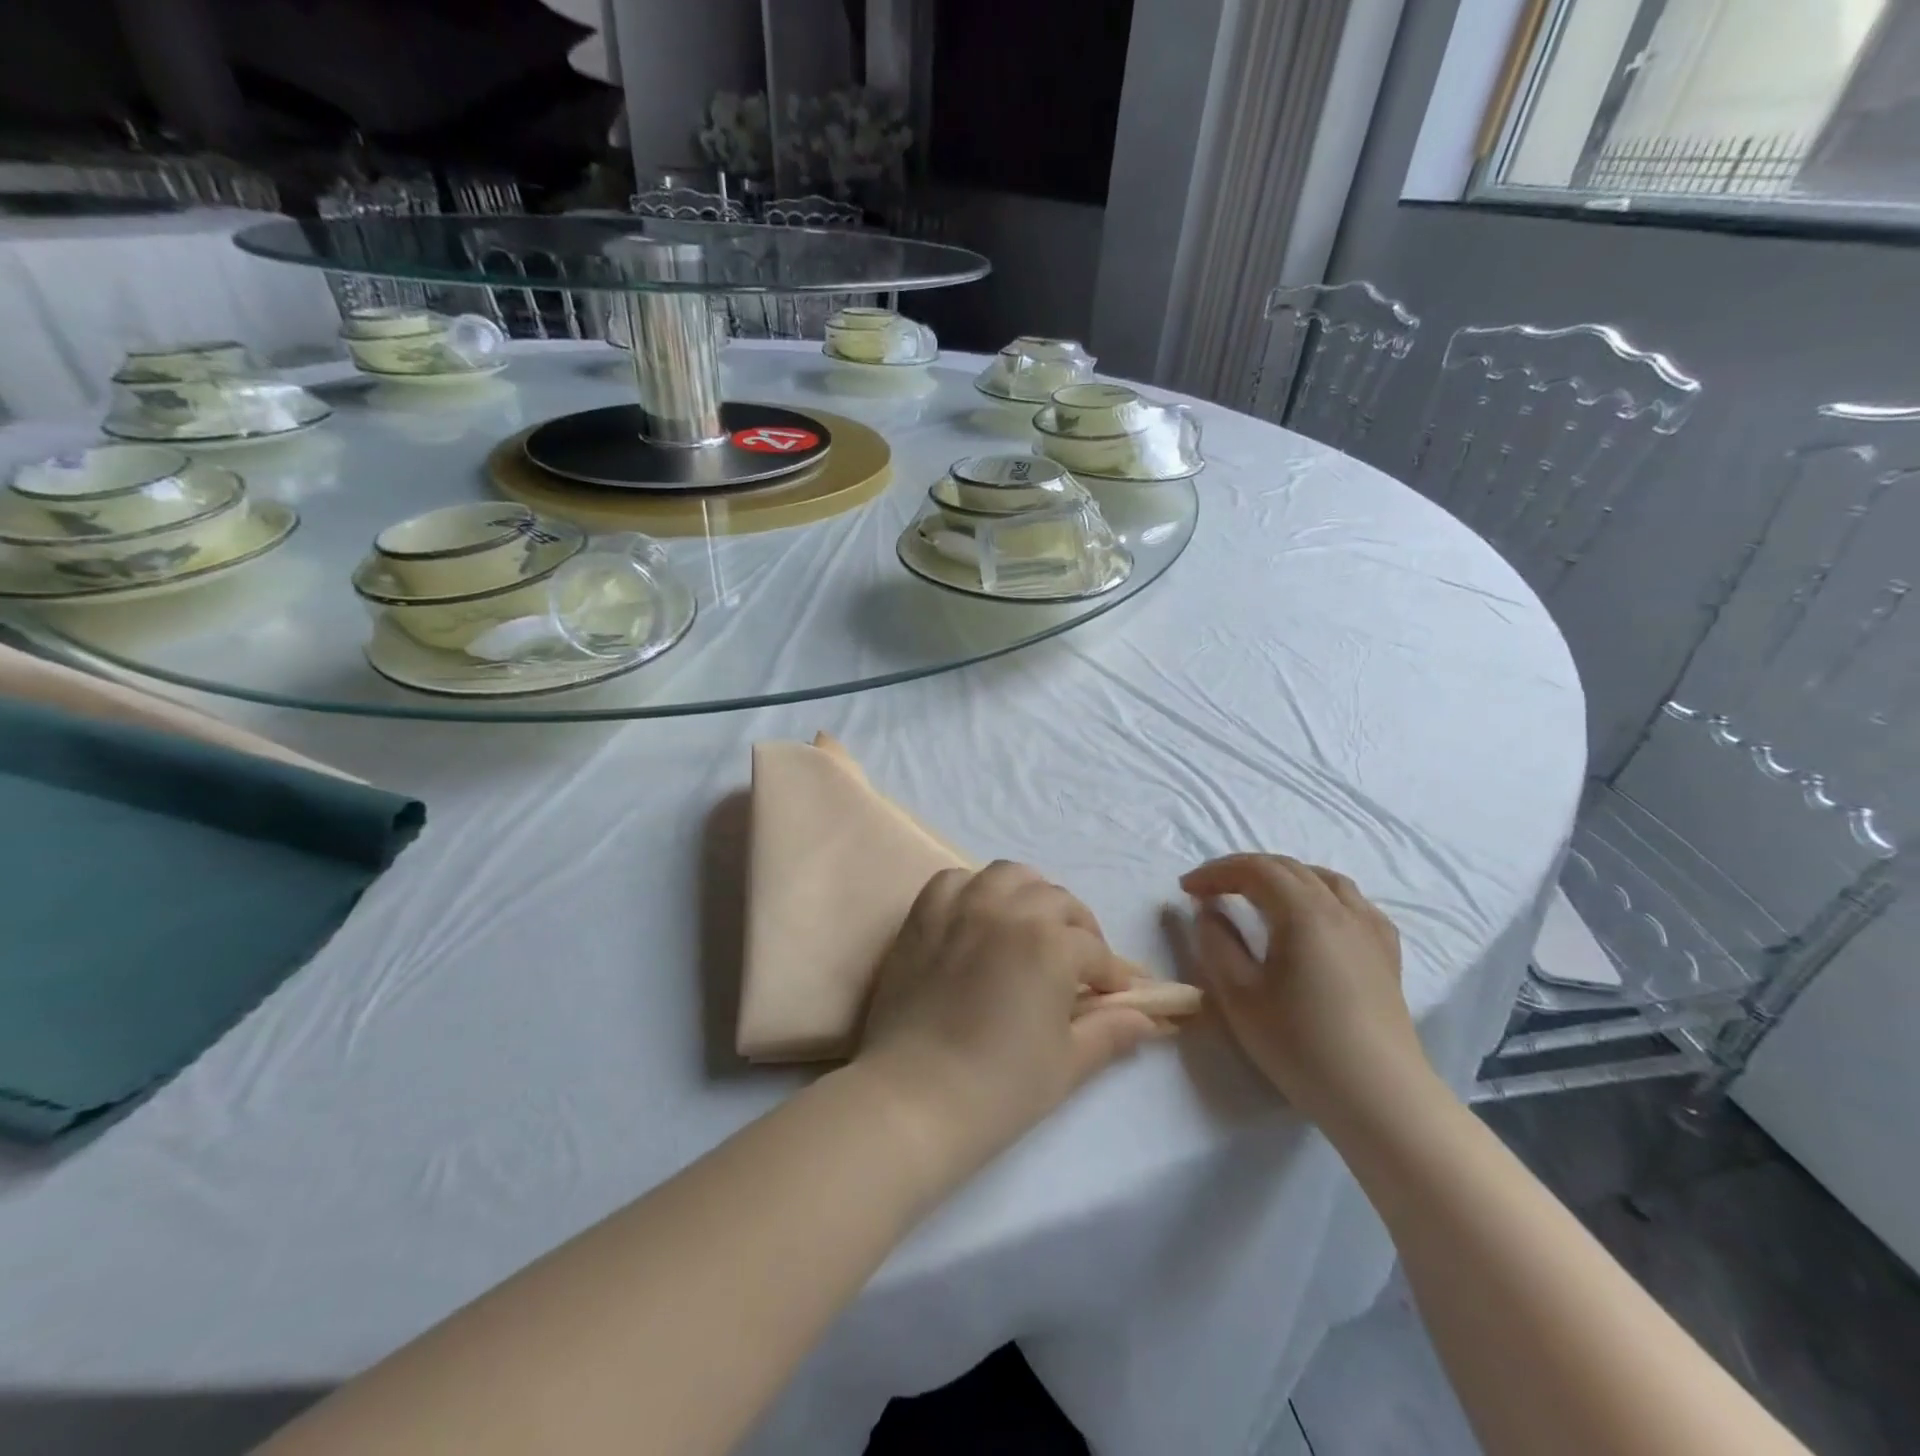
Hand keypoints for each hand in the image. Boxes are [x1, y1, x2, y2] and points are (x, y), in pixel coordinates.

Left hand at [852, 862, 1159, 1184]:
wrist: (912, 1098)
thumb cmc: (999, 1088)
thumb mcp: (1067, 1063)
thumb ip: (1110, 1031)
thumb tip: (1147, 1018)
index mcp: (1050, 943)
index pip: (1094, 950)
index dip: (1110, 975)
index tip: (1114, 996)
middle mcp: (1008, 910)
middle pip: (1057, 901)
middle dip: (1078, 929)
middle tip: (1078, 965)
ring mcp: (961, 906)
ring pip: (1009, 876)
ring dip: (1031, 895)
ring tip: (1032, 928)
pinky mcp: (923, 915)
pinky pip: (955, 880)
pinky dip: (976, 890)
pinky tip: (980, 916)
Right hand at [1180, 854, 1433, 1125]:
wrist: (1380, 1098)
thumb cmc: (1301, 1046)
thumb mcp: (1239, 996)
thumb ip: (1216, 944)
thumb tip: (1208, 911)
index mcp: (1303, 912)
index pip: (1254, 869)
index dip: (1215, 872)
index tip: (1186, 888)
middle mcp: (1340, 909)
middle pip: (1288, 868)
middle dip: (1244, 870)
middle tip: (1211, 889)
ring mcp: (1369, 929)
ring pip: (1324, 879)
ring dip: (1283, 877)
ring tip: (1259, 895)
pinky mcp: (1387, 954)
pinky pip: (1353, 903)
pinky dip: (1322, 895)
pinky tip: (1315, 918)